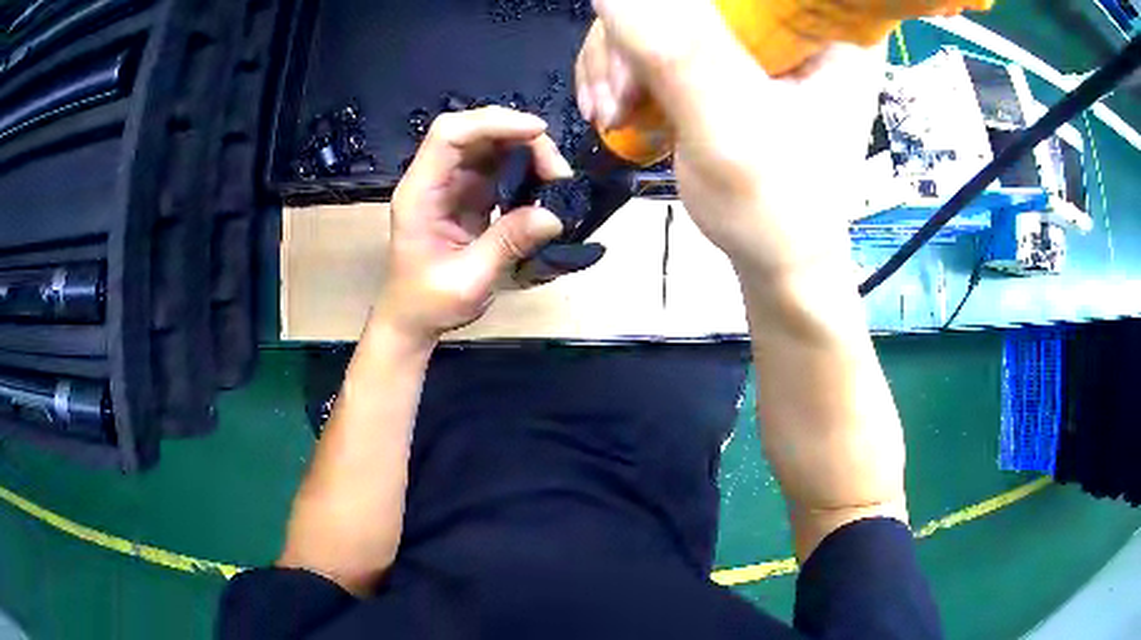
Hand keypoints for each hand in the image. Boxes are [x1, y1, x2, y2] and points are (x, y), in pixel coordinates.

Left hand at [373, 107, 571, 342]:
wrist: (413, 318)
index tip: (538, 132)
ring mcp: (452, 183)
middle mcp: (434, 178)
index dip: (492, 123)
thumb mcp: (469, 281)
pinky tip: (544, 184)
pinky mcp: (468, 193)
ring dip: (527, 150)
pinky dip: (525, 167)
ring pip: (490, 144)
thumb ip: (507, 244)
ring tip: (556, 177)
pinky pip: (498, 166)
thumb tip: (554, 216)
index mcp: (420, 193)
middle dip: (519, 136)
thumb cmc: (429, 303)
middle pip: (474, 131)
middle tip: (557, 170)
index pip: (449, 135)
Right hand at [576, 0, 883, 278]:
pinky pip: (659, 37)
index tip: (641, 36)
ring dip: (619, 55)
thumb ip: (679, 52)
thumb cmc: (776, 211)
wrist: (777, 259)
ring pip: (666, 12)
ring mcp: (758, 42)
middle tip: (616, 94)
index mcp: (828, 34)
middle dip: (637, 35)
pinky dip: (624, 67)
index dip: (680, 4)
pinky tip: (613, 104)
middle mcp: (795, 26)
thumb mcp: (732, 131)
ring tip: (609, 110)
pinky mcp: (729, 60)